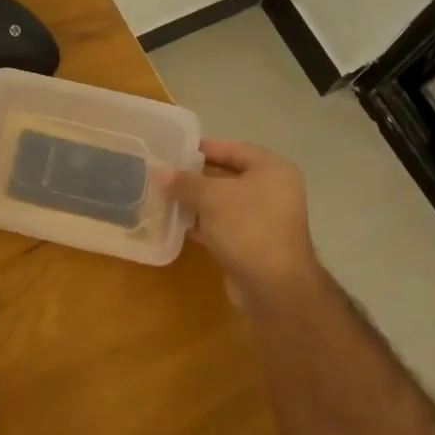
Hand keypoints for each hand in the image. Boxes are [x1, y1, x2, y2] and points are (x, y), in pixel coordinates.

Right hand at [161, 140, 321, 311]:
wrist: (274, 286)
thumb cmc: (247, 227)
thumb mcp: (211, 197)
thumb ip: (184, 182)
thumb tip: (160, 173)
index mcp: (272, 170)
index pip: (233, 149)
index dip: (204, 148)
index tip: (175, 150)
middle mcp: (273, 191)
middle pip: (228, 176)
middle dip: (196, 177)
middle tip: (164, 175)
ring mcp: (264, 219)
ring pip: (223, 203)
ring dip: (196, 202)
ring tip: (164, 197)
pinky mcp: (253, 243)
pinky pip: (223, 225)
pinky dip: (203, 223)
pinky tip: (178, 223)